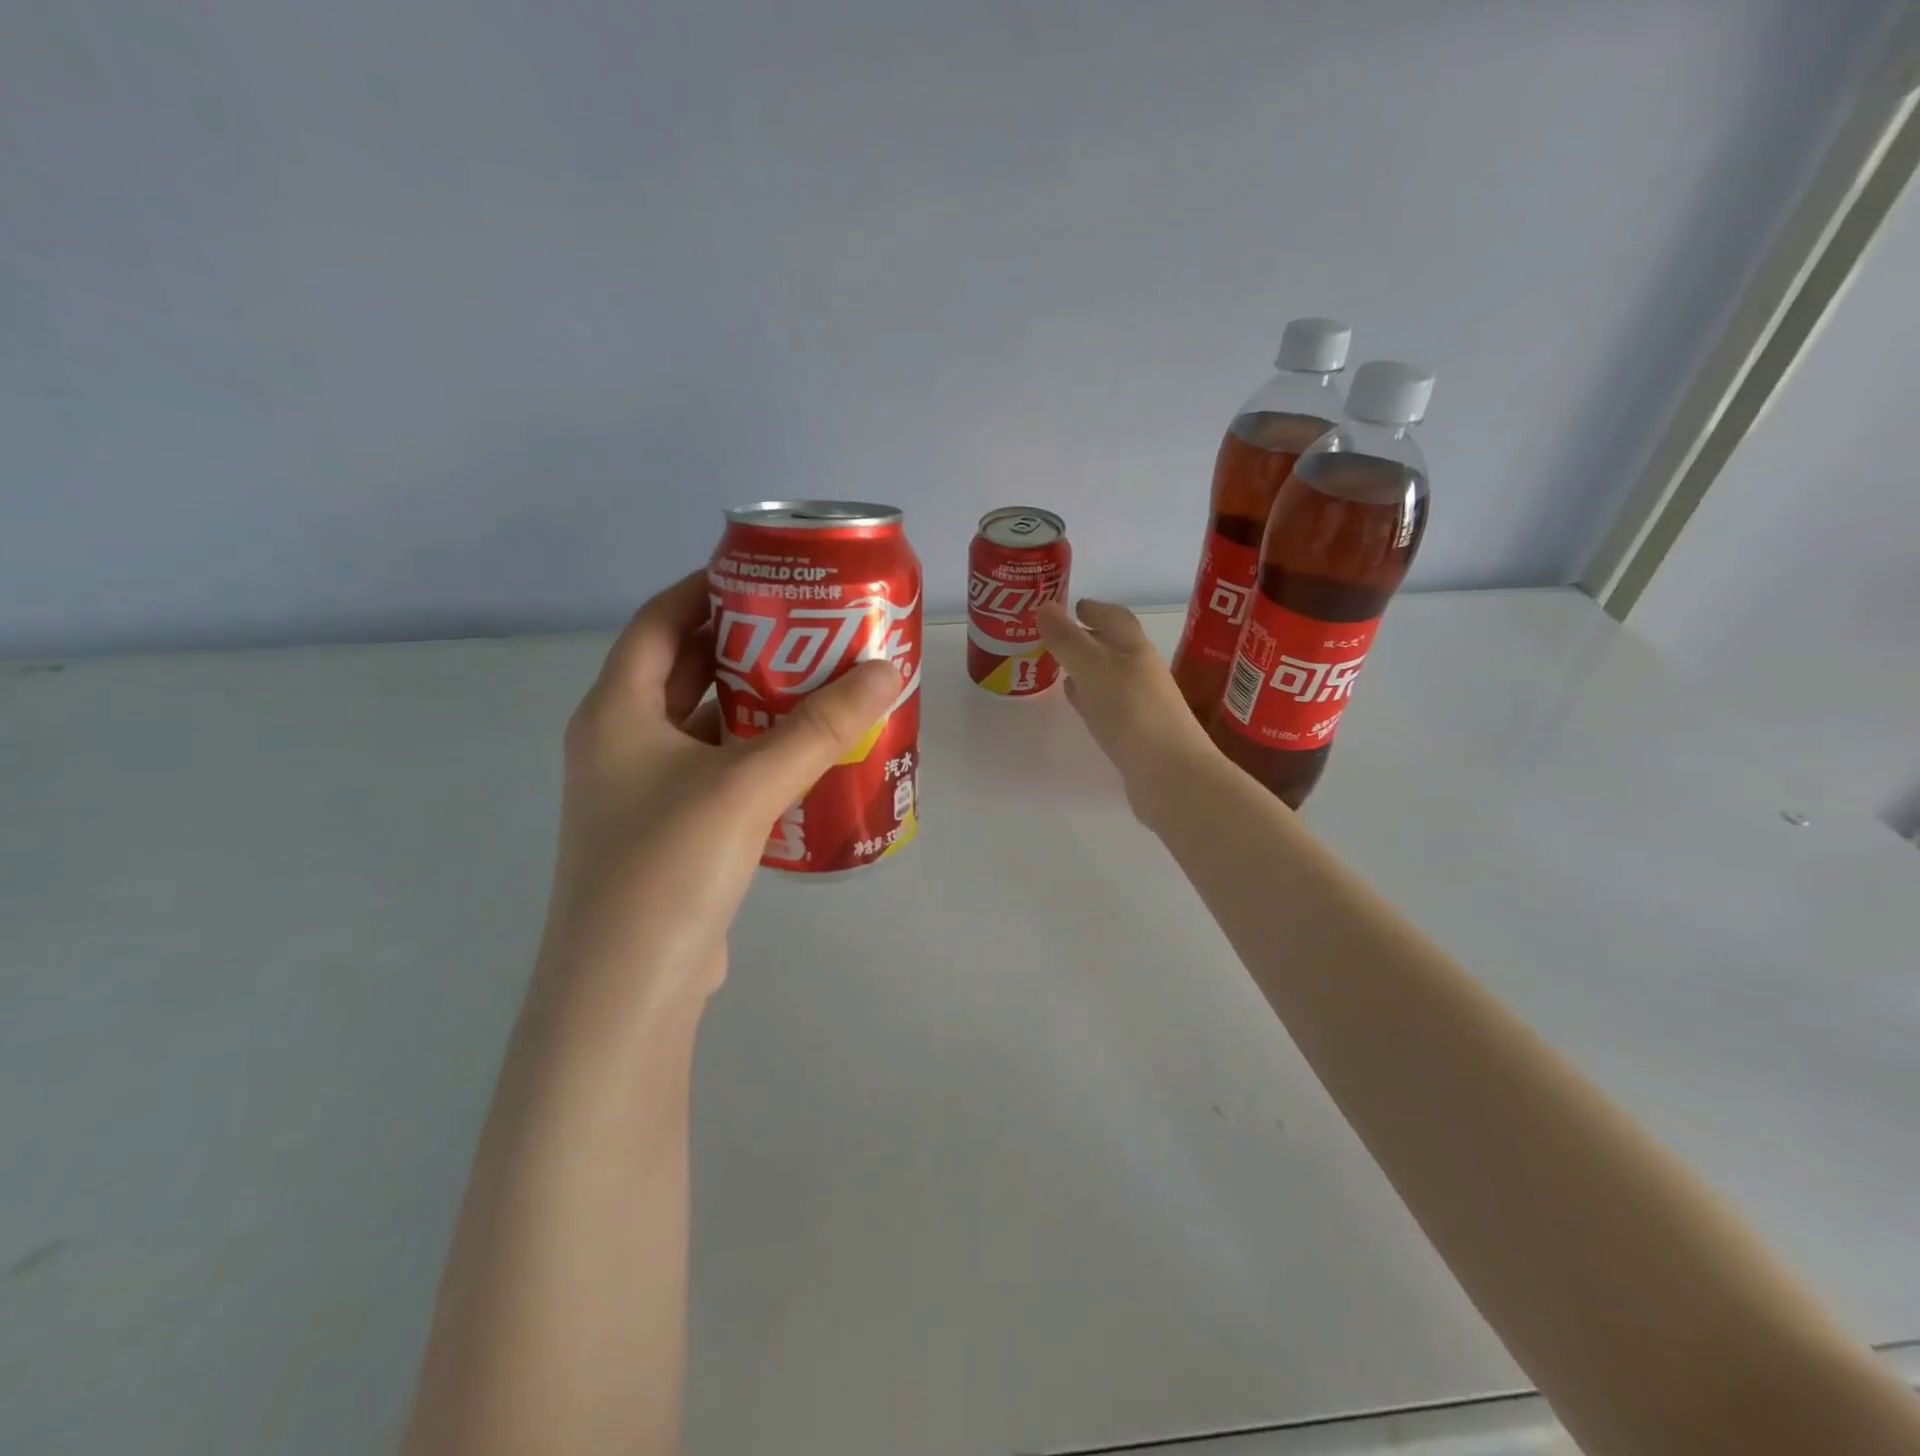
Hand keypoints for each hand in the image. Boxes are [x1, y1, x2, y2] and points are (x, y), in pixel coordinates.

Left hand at [536, 570, 899, 1028]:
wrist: (628, 989)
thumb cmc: (669, 867)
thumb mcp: (747, 785)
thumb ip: (819, 728)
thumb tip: (885, 670)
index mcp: (616, 711)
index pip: (658, 620)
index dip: (707, 588)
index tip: (768, 576)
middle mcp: (620, 742)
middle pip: (683, 669)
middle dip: (743, 643)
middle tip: (809, 627)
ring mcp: (640, 791)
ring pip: (702, 723)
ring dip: (753, 701)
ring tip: (817, 682)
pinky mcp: (668, 830)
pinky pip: (715, 768)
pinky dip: (753, 751)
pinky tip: (803, 755)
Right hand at [1037, 597, 1219, 821]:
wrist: (1170, 776)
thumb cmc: (1133, 713)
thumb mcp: (1094, 669)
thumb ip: (1067, 640)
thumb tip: (1043, 606)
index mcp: (1135, 649)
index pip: (1115, 617)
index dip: (1094, 609)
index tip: (1072, 605)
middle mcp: (1141, 672)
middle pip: (1113, 646)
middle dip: (1087, 638)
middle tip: (1055, 635)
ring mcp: (1140, 704)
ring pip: (1108, 677)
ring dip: (1086, 669)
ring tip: (1059, 667)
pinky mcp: (1134, 733)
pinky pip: (1108, 706)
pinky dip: (1090, 698)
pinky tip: (1079, 704)